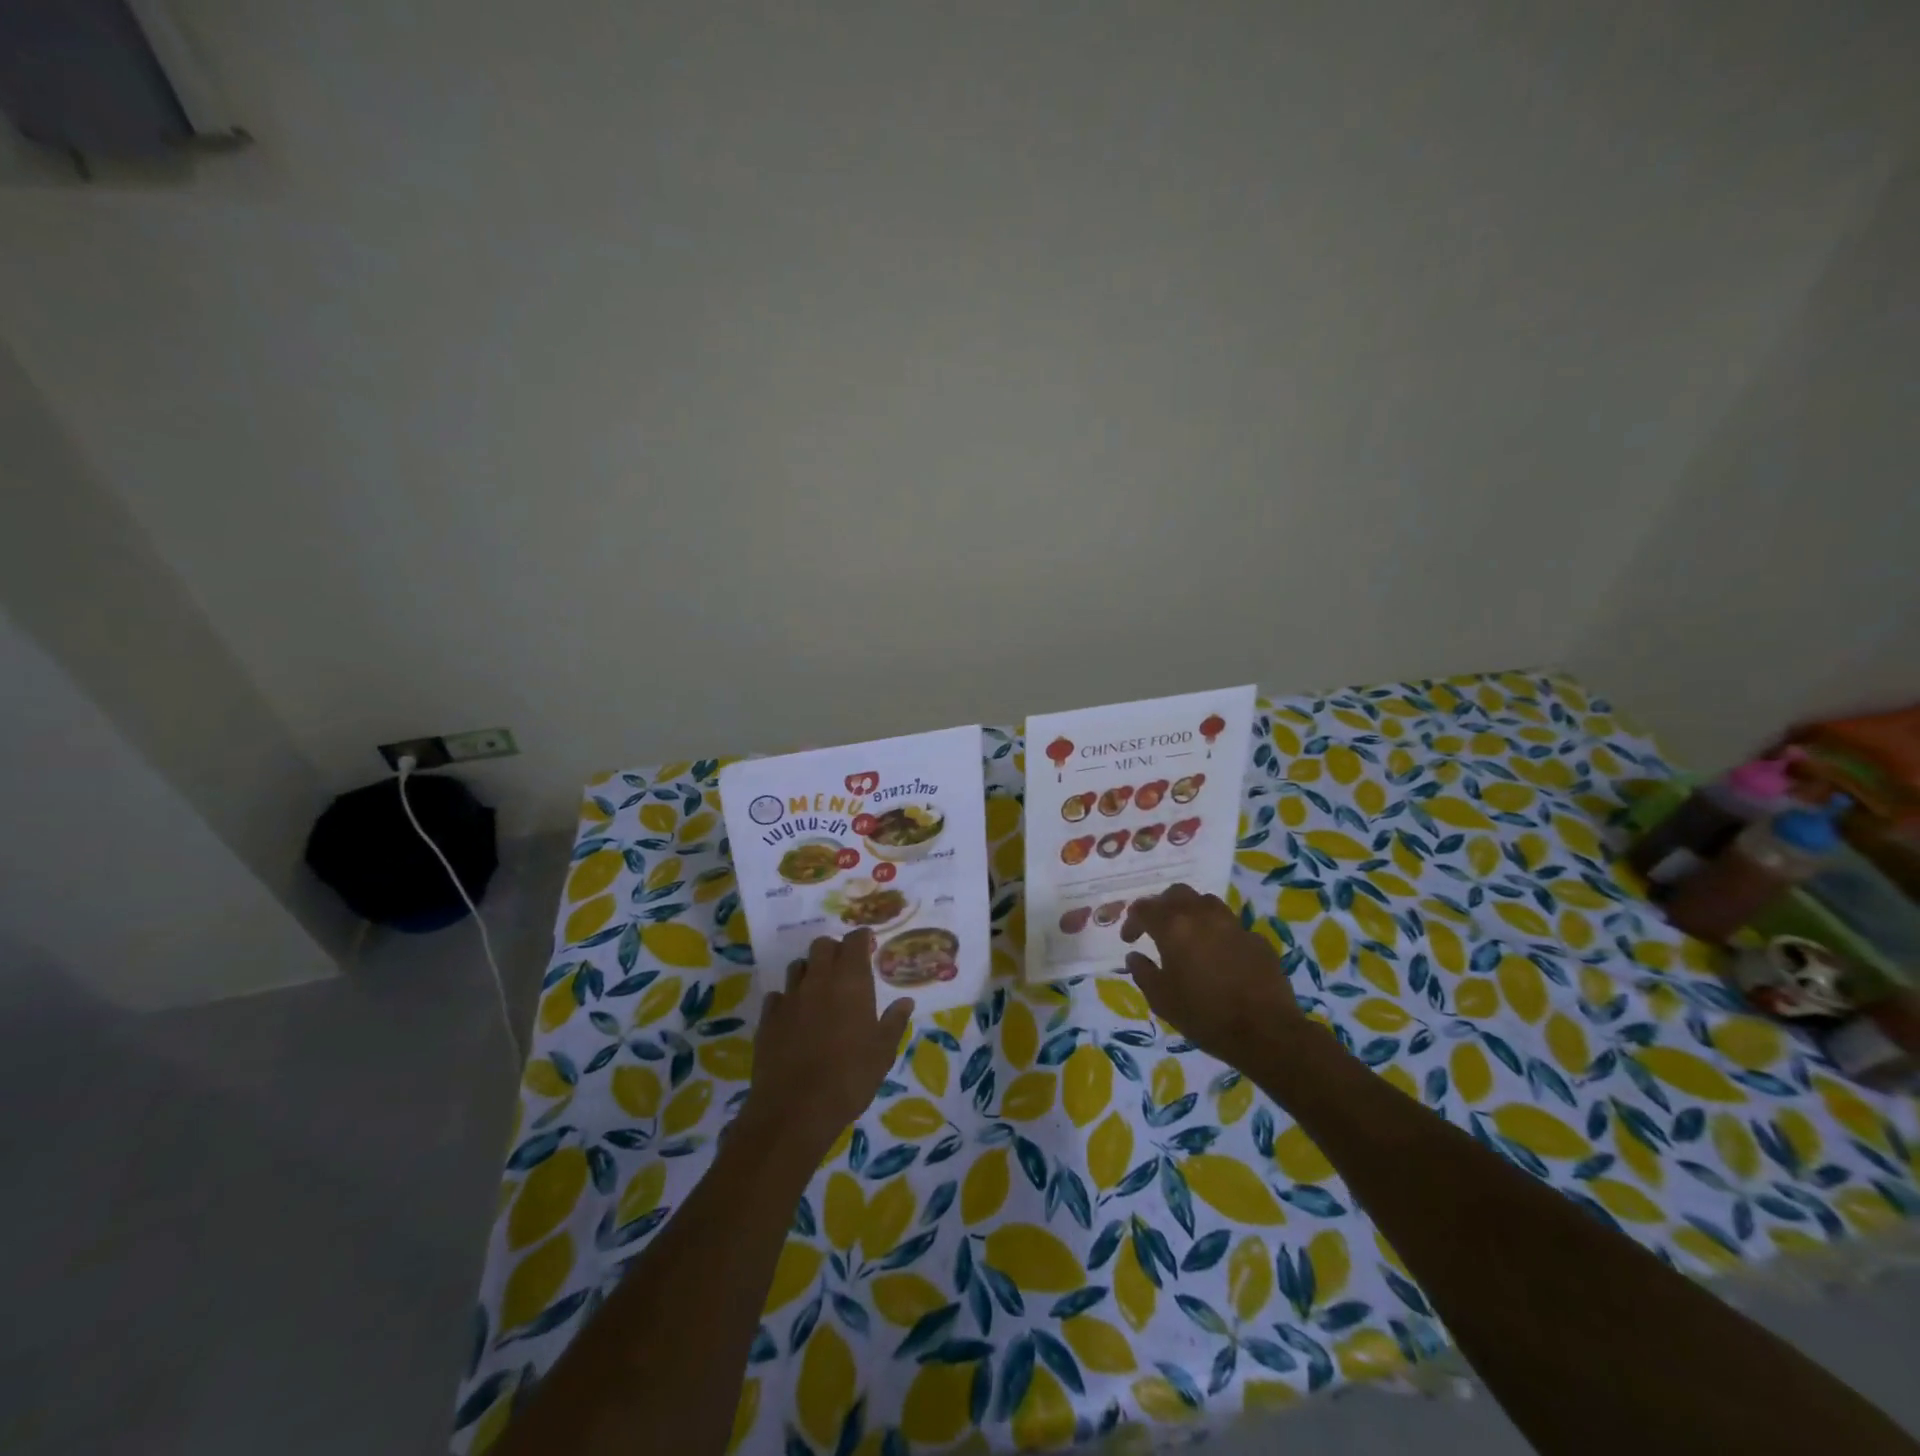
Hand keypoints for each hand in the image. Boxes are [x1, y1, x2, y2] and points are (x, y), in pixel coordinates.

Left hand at [743, 930, 912, 1162]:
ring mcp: (789, 997)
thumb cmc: (850, 1077)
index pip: (854, 941)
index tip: (868, 944)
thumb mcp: (883, 1052)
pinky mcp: (768, 1018)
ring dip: (809, 971)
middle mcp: (818, 980)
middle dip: (834, 950)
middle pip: (822, 945)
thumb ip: (894, 1021)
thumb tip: (906, 1001)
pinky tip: (794, 1016)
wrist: (795, 1109)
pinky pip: (777, 996)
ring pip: (797, 966)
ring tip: (819, 991)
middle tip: (845, 967)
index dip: (862, 939)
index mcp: (850, 981)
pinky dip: (787, 999)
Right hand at [1121, 884, 1303, 1064]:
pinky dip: (1218, 933)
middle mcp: (1202, 916)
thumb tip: (1135, 956)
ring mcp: (1233, 924)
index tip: (1129, 939)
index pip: (1143, 908)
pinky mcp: (1256, 938)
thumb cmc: (1205, 1016)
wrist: (1266, 1031)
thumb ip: (1143, 973)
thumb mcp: (1162, 1000)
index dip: (1132, 921)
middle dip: (1162, 906)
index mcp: (1174, 927)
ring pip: (1206, 902)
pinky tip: (1219, 955)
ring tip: (1188, 934)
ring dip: (1191, 912)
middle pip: (1176, 893)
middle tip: (1156, 928)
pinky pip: (1231, 925)